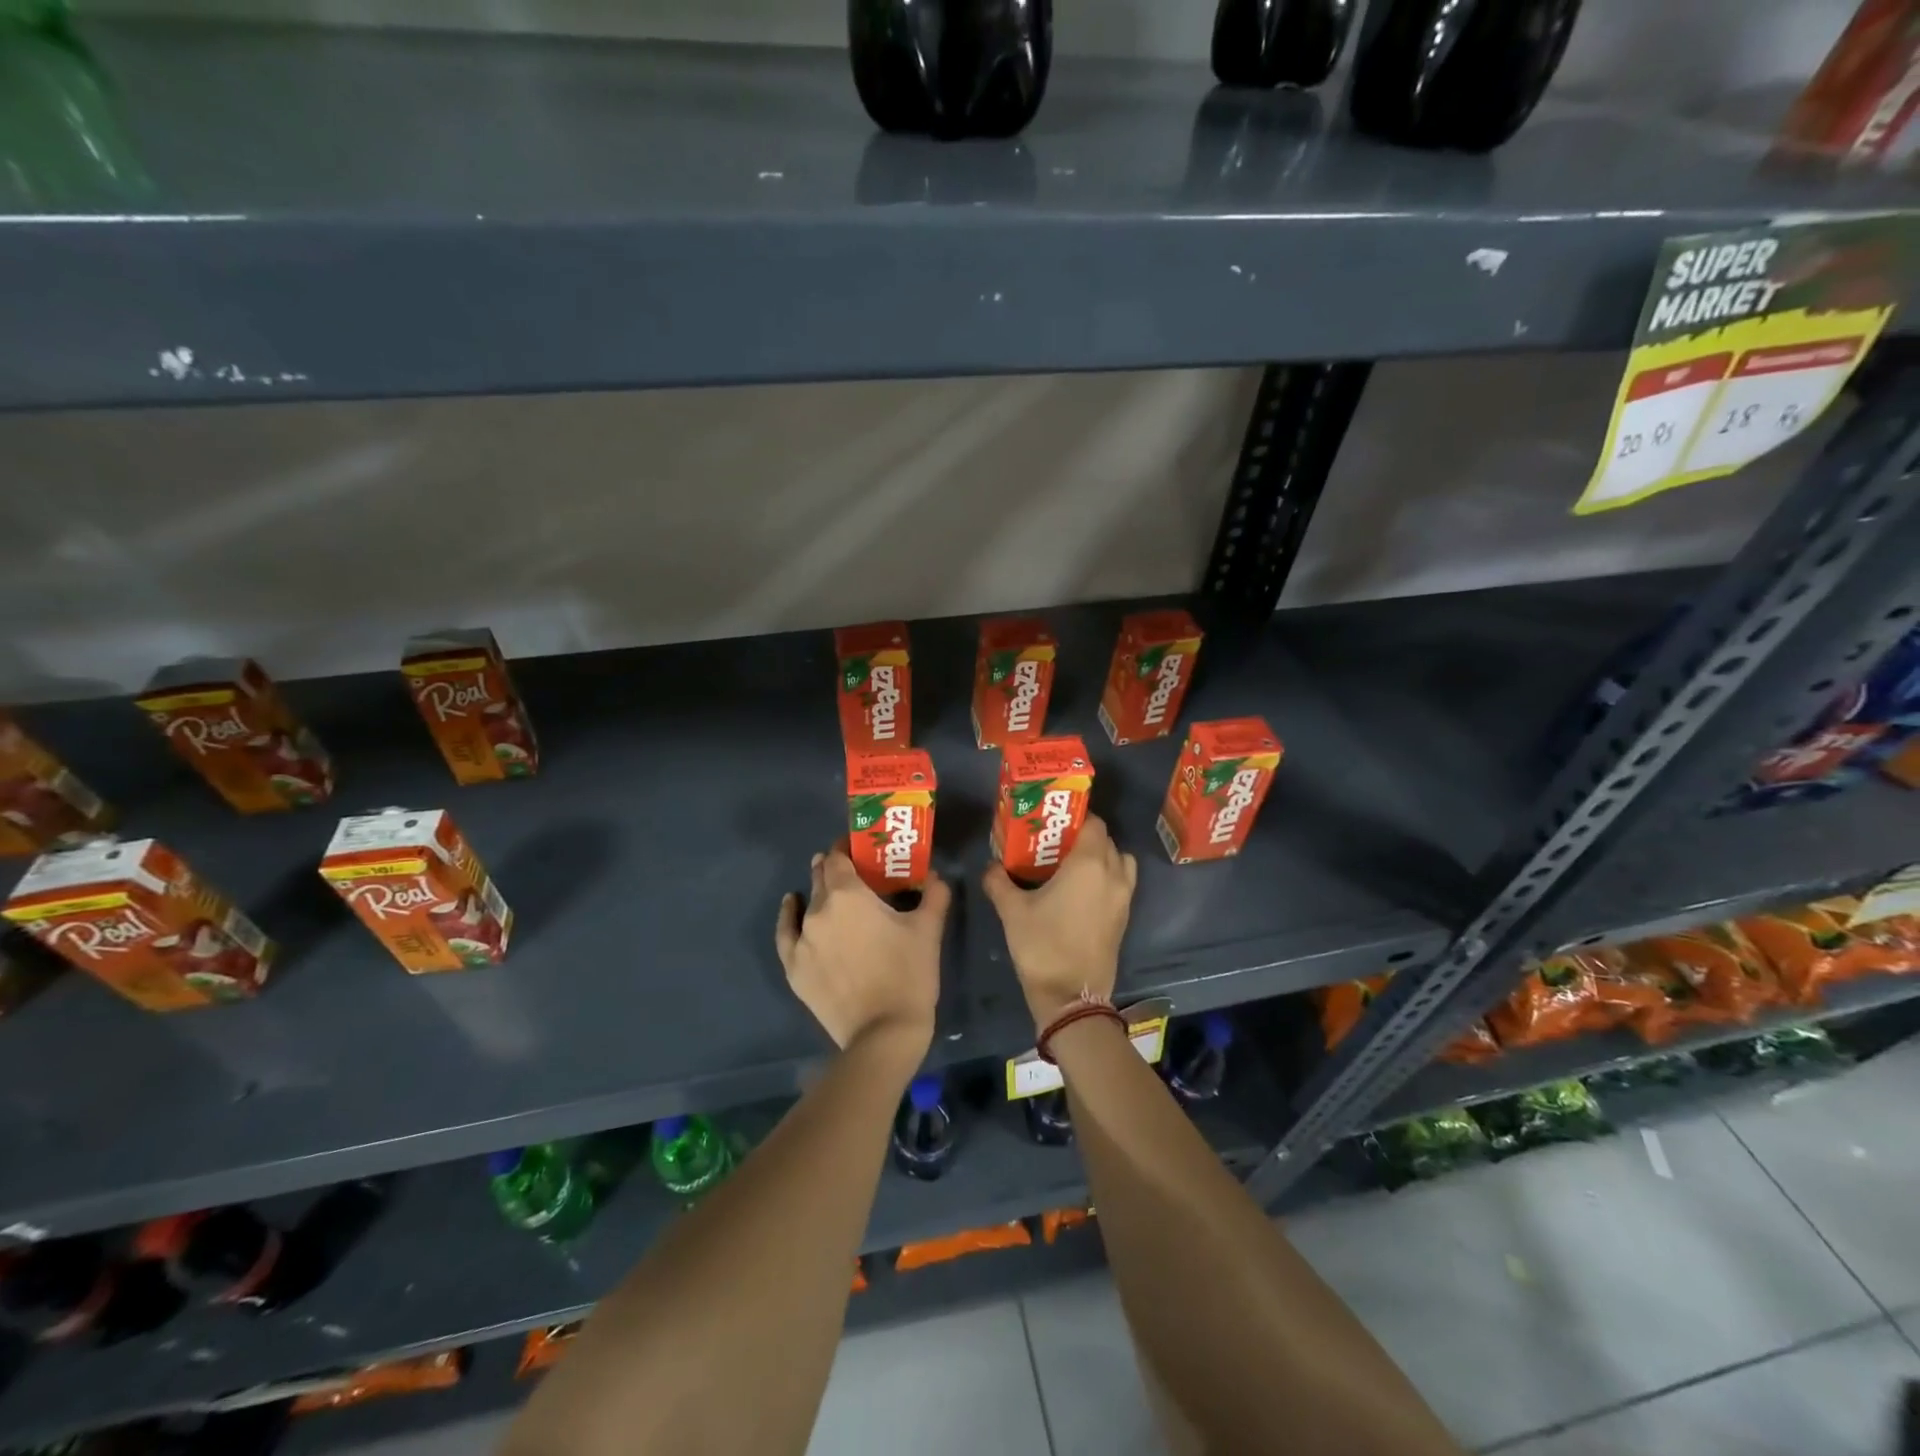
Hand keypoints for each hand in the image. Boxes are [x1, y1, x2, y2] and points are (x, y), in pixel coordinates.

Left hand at [776, 842, 948, 1054]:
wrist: (883, 1034)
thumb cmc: (908, 975)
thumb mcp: (929, 929)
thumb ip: (933, 894)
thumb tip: (933, 876)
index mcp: (848, 894)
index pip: (839, 856)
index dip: (848, 848)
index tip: (863, 848)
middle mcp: (818, 909)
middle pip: (822, 876)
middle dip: (836, 868)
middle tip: (856, 872)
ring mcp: (802, 940)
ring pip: (808, 903)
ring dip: (820, 892)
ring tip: (833, 892)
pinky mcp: (794, 968)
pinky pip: (787, 933)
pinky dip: (789, 915)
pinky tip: (792, 904)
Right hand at [982, 812, 1136, 1031]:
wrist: (1070, 996)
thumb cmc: (1042, 945)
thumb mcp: (1012, 911)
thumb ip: (998, 881)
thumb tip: (990, 866)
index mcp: (1089, 864)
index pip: (1093, 823)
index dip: (1075, 818)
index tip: (1053, 823)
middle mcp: (1113, 874)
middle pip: (1106, 840)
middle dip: (1084, 836)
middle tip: (1056, 843)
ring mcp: (1124, 897)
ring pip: (1119, 861)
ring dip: (1102, 857)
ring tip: (1072, 866)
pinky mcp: (1125, 917)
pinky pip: (1121, 883)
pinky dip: (1107, 878)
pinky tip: (1081, 891)